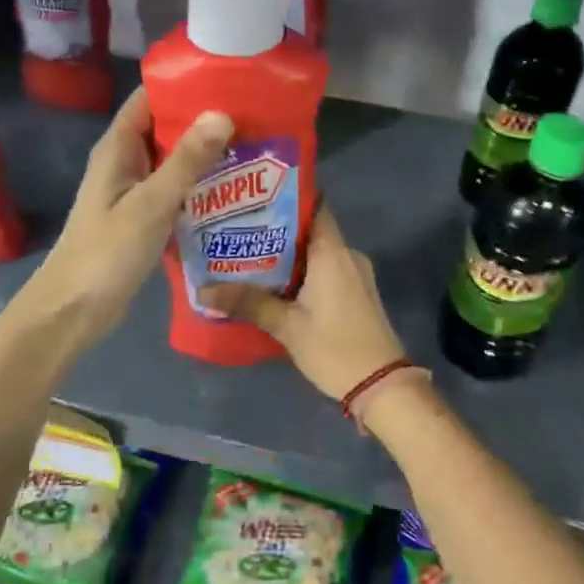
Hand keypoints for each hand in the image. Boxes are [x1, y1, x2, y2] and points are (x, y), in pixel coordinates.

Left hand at [27, 88, 231, 344]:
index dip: (185, 85)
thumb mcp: (151, 203)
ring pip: (174, 162)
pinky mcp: (143, 218)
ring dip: (206, 156)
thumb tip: (222, 114)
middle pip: (166, 128)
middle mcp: (125, 163)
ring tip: (254, 148)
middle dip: (205, 121)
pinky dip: (200, 187)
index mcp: (118, 148)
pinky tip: (234, 192)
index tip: (229, 80)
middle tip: (254, 117)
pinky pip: (175, 192)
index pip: (150, 99)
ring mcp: (134, 192)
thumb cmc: (107, 252)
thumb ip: (186, 161)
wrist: (75, 309)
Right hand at [200, 205, 405, 399]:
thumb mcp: (286, 326)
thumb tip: (202, 291)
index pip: (313, 206)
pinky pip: (326, 270)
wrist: (381, 385)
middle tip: (238, 230)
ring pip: (317, 253)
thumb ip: (247, 303)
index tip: (253, 197)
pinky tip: (274, 285)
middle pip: (310, 230)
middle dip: (275, 230)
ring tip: (247, 256)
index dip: (284, 198)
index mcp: (333, 252)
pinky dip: (302, 272)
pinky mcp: (357, 293)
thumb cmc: (334, 348)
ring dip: (287, 255)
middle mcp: (347, 255)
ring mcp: (356, 274)